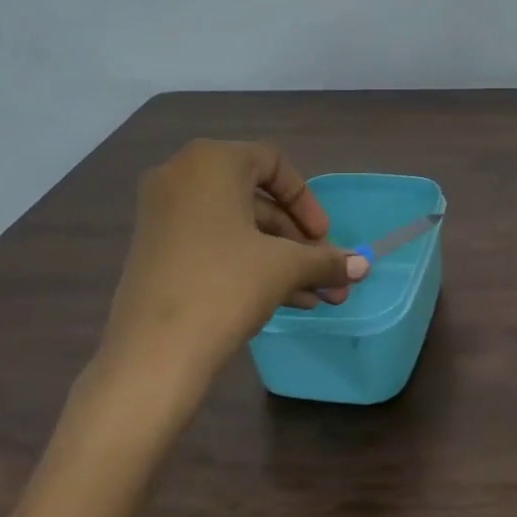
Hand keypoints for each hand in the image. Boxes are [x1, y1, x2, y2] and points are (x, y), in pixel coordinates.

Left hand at [86, 140, 367, 427]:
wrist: (152, 354)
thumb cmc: (224, 286)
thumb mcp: (284, 268)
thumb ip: (326, 259)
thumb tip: (364, 266)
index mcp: (211, 162)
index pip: (273, 163)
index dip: (306, 200)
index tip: (323, 237)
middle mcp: (181, 177)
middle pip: (256, 200)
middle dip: (298, 241)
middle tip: (327, 273)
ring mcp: (163, 215)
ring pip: (238, 228)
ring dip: (281, 259)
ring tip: (316, 297)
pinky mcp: (156, 250)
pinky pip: (213, 244)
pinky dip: (248, 264)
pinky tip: (285, 301)